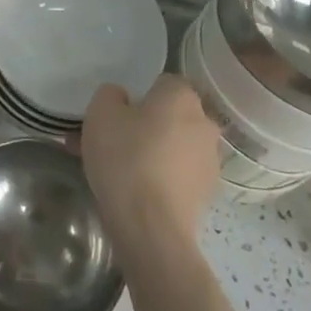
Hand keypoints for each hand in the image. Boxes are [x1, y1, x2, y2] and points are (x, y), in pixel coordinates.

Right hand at [81, 73, 220, 262]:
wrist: (151, 227)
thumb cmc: (125, 158)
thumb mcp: (100, 113)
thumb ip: (110, 95)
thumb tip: (122, 99)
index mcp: (182, 96)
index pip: (163, 83)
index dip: (138, 96)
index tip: (117, 116)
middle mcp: (204, 123)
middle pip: (170, 116)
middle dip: (145, 126)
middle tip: (112, 143)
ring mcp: (210, 161)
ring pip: (173, 147)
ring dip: (152, 153)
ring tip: (118, 173)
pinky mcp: (207, 194)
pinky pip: (178, 175)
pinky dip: (160, 179)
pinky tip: (135, 194)